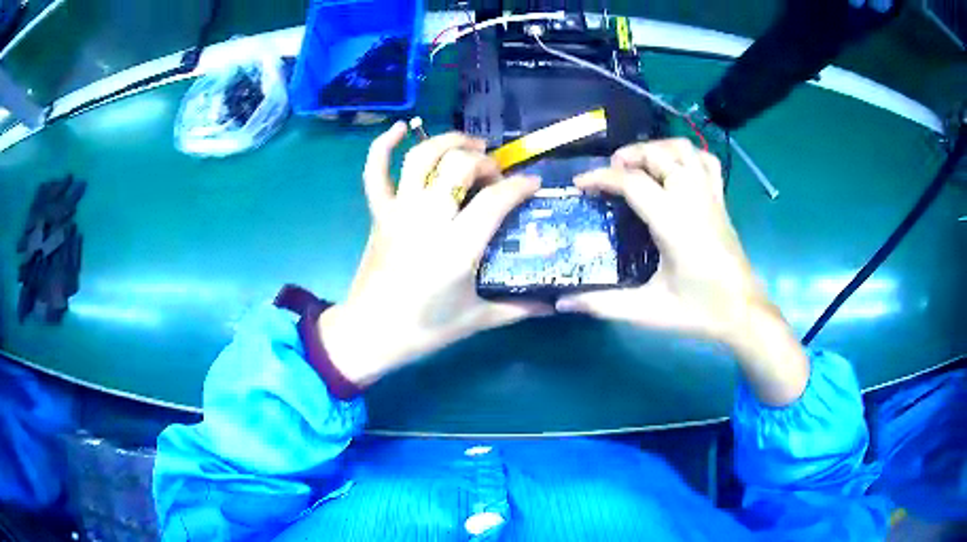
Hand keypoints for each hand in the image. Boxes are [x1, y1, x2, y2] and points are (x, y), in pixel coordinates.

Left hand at [319, 123, 549, 386]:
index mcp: (456, 247)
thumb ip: (519, 308)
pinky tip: (399, 128)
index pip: (495, 199)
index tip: (533, 185)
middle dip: (485, 162)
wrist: (370, 333)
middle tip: (496, 177)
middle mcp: (427, 219)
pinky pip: (375, 172)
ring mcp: (399, 212)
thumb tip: (555, 304)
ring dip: (449, 142)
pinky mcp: (379, 213)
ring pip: (422, 157)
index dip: (520, 186)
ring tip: (470, 145)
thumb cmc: (424, 329)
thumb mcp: (477, 320)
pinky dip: (383, 145)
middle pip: (459, 166)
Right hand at [557, 138, 763, 340]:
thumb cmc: (699, 311)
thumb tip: (563, 303)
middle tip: (609, 174)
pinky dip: (687, 154)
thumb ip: (604, 304)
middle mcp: (692, 199)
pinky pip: (706, 161)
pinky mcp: (720, 200)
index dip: (601, 178)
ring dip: (657, 148)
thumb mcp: (649, 311)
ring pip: (684, 150)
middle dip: (627, 156)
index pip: (632, 182)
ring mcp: (710, 196)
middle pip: (658, 154)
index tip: (580, 183)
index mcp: (674, 223)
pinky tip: (674, 168)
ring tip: (639, 165)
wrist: (743, 311)